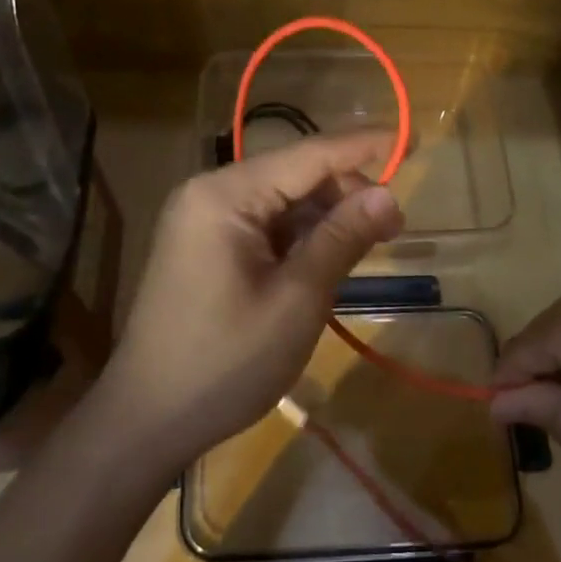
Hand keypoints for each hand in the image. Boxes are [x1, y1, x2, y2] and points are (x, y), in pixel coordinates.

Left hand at [98, 130, 403, 472]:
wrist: (147, 420)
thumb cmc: (226, 362)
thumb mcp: (297, 300)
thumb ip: (342, 239)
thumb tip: (389, 194)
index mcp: (225, 195)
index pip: (309, 154)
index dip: (364, 146)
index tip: (413, 141)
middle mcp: (210, 193)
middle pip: (294, 174)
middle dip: (346, 193)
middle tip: (394, 228)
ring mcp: (203, 220)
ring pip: (281, 201)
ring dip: (325, 218)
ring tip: (368, 246)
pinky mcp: (204, 246)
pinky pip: (263, 225)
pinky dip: (299, 237)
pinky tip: (327, 259)